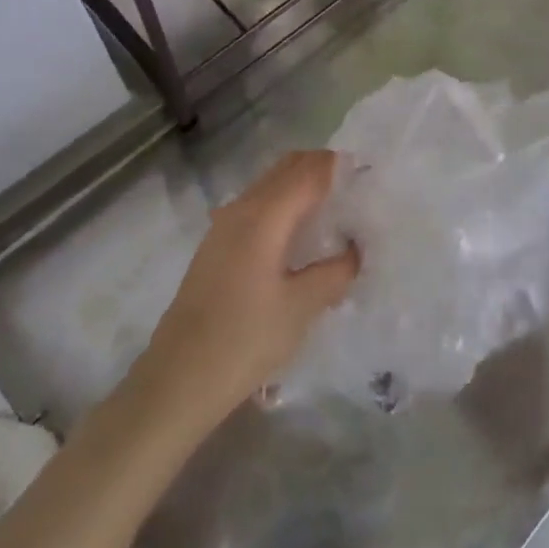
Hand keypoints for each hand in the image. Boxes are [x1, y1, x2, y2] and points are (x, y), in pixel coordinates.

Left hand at [135, 151, 358, 430]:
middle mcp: (242, 207)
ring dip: (303, 186)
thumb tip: (355, 248)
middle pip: (289, 167)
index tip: (372, 177)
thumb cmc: (244, 340)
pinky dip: (285, 203)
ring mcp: (224, 224)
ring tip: (335, 212)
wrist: (177, 380)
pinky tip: (300, 236)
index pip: (311, 171)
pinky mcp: (217, 244)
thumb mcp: (301, 308)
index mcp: (265, 215)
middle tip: (357, 192)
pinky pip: (259, 204)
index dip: (342, 167)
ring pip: (271, 184)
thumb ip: (335, 271)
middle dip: (324, 170)